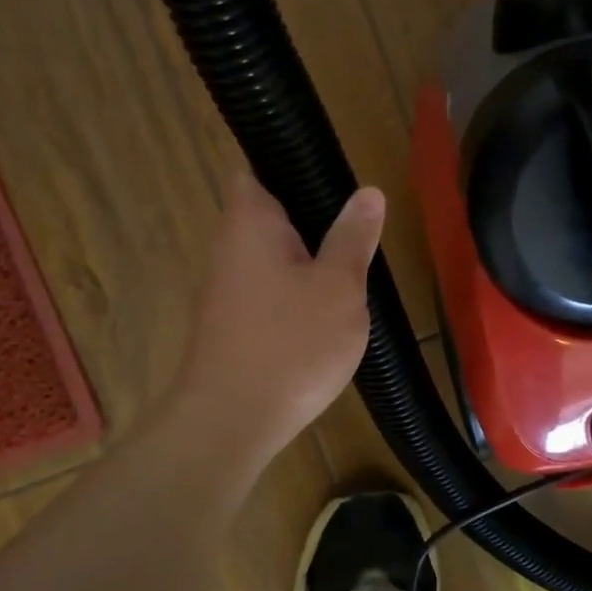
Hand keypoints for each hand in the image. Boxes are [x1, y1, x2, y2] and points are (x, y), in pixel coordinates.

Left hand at [174, 174, 383, 469]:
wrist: (230, 422)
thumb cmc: (291, 344)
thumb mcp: (339, 286)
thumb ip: (353, 236)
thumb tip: (368, 192)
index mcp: (250, 221)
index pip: (257, 169)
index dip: (291, 167)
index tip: (333, 181)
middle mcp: (227, 246)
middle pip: (269, 214)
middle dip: (311, 221)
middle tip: (356, 234)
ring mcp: (223, 287)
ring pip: (271, 256)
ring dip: (305, 261)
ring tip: (347, 274)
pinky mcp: (228, 322)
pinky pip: (266, 290)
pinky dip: (292, 294)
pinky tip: (321, 316)